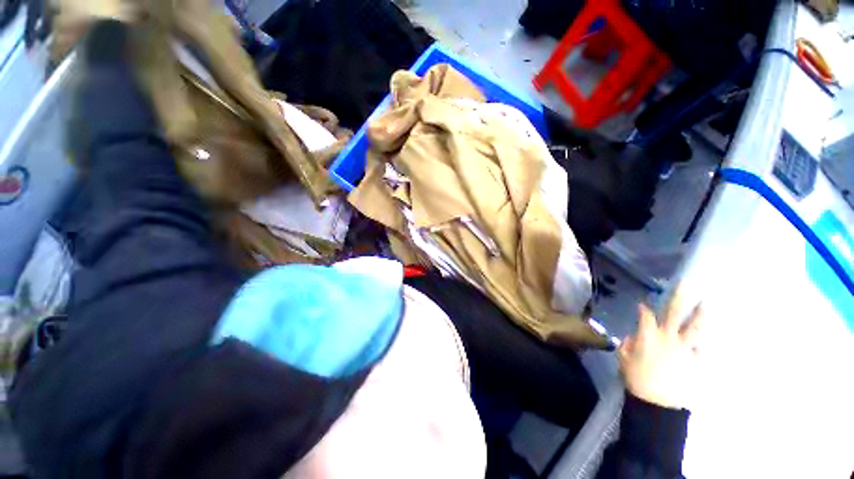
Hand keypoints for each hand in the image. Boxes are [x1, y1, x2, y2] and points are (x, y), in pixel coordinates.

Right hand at [618, 293, 702, 409]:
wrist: (657, 404)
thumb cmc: (637, 379)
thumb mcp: (624, 359)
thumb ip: (627, 344)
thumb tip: (634, 336)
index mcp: (648, 336)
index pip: (645, 316)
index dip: (644, 308)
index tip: (643, 304)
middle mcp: (668, 337)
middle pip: (675, 313)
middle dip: (680, 298)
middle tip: (687, 284)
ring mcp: (686, 349)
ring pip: (696, 327)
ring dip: (702, 314)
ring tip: (708, 302)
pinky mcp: (697, 362)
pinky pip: (705, 351)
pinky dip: (708, 346)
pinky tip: (712, 341)